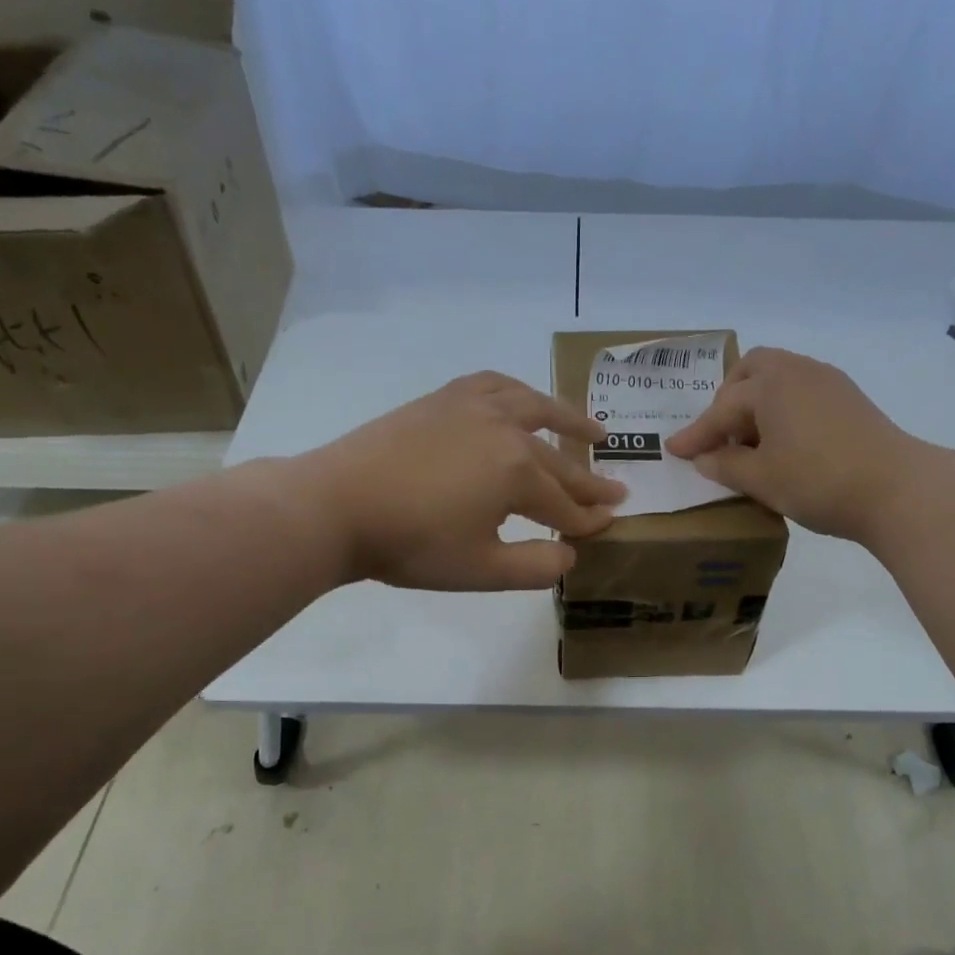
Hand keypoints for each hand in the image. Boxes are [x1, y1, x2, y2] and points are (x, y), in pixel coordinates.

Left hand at [287, 372, 625, 590]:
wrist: (338, 506)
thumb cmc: (412, 544)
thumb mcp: (481, 570)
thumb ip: (535, 566)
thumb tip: (570, 555)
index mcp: (519, 472)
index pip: (565, 504)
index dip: (588, 521)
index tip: (609, 527)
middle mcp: (506, 429)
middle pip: (558, 460)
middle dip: (589, 481)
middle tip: (617, 490)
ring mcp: (473, 407)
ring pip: (535, 407)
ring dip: (569, 420)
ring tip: (594, 431)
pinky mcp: (444, 398)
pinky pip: (494, 385)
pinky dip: (519, 392)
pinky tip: (523, 399)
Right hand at [665, 346, 916, 542]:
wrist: (896, 489)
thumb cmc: (817, 481)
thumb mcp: (761, 479)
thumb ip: (725, 466)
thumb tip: (704, 459)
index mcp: (770, 384)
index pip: (721, 409)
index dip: (696, 434)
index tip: (673, 451)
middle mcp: (798, 370)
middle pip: (751, 372)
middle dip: (728, 400)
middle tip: (718, 436)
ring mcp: (828, 382)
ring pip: (779, 380)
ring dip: (756, 405)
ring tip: (749, 444)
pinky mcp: (849, 400)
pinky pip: (801, 393)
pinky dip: (781, 411)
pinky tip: (783, 443)